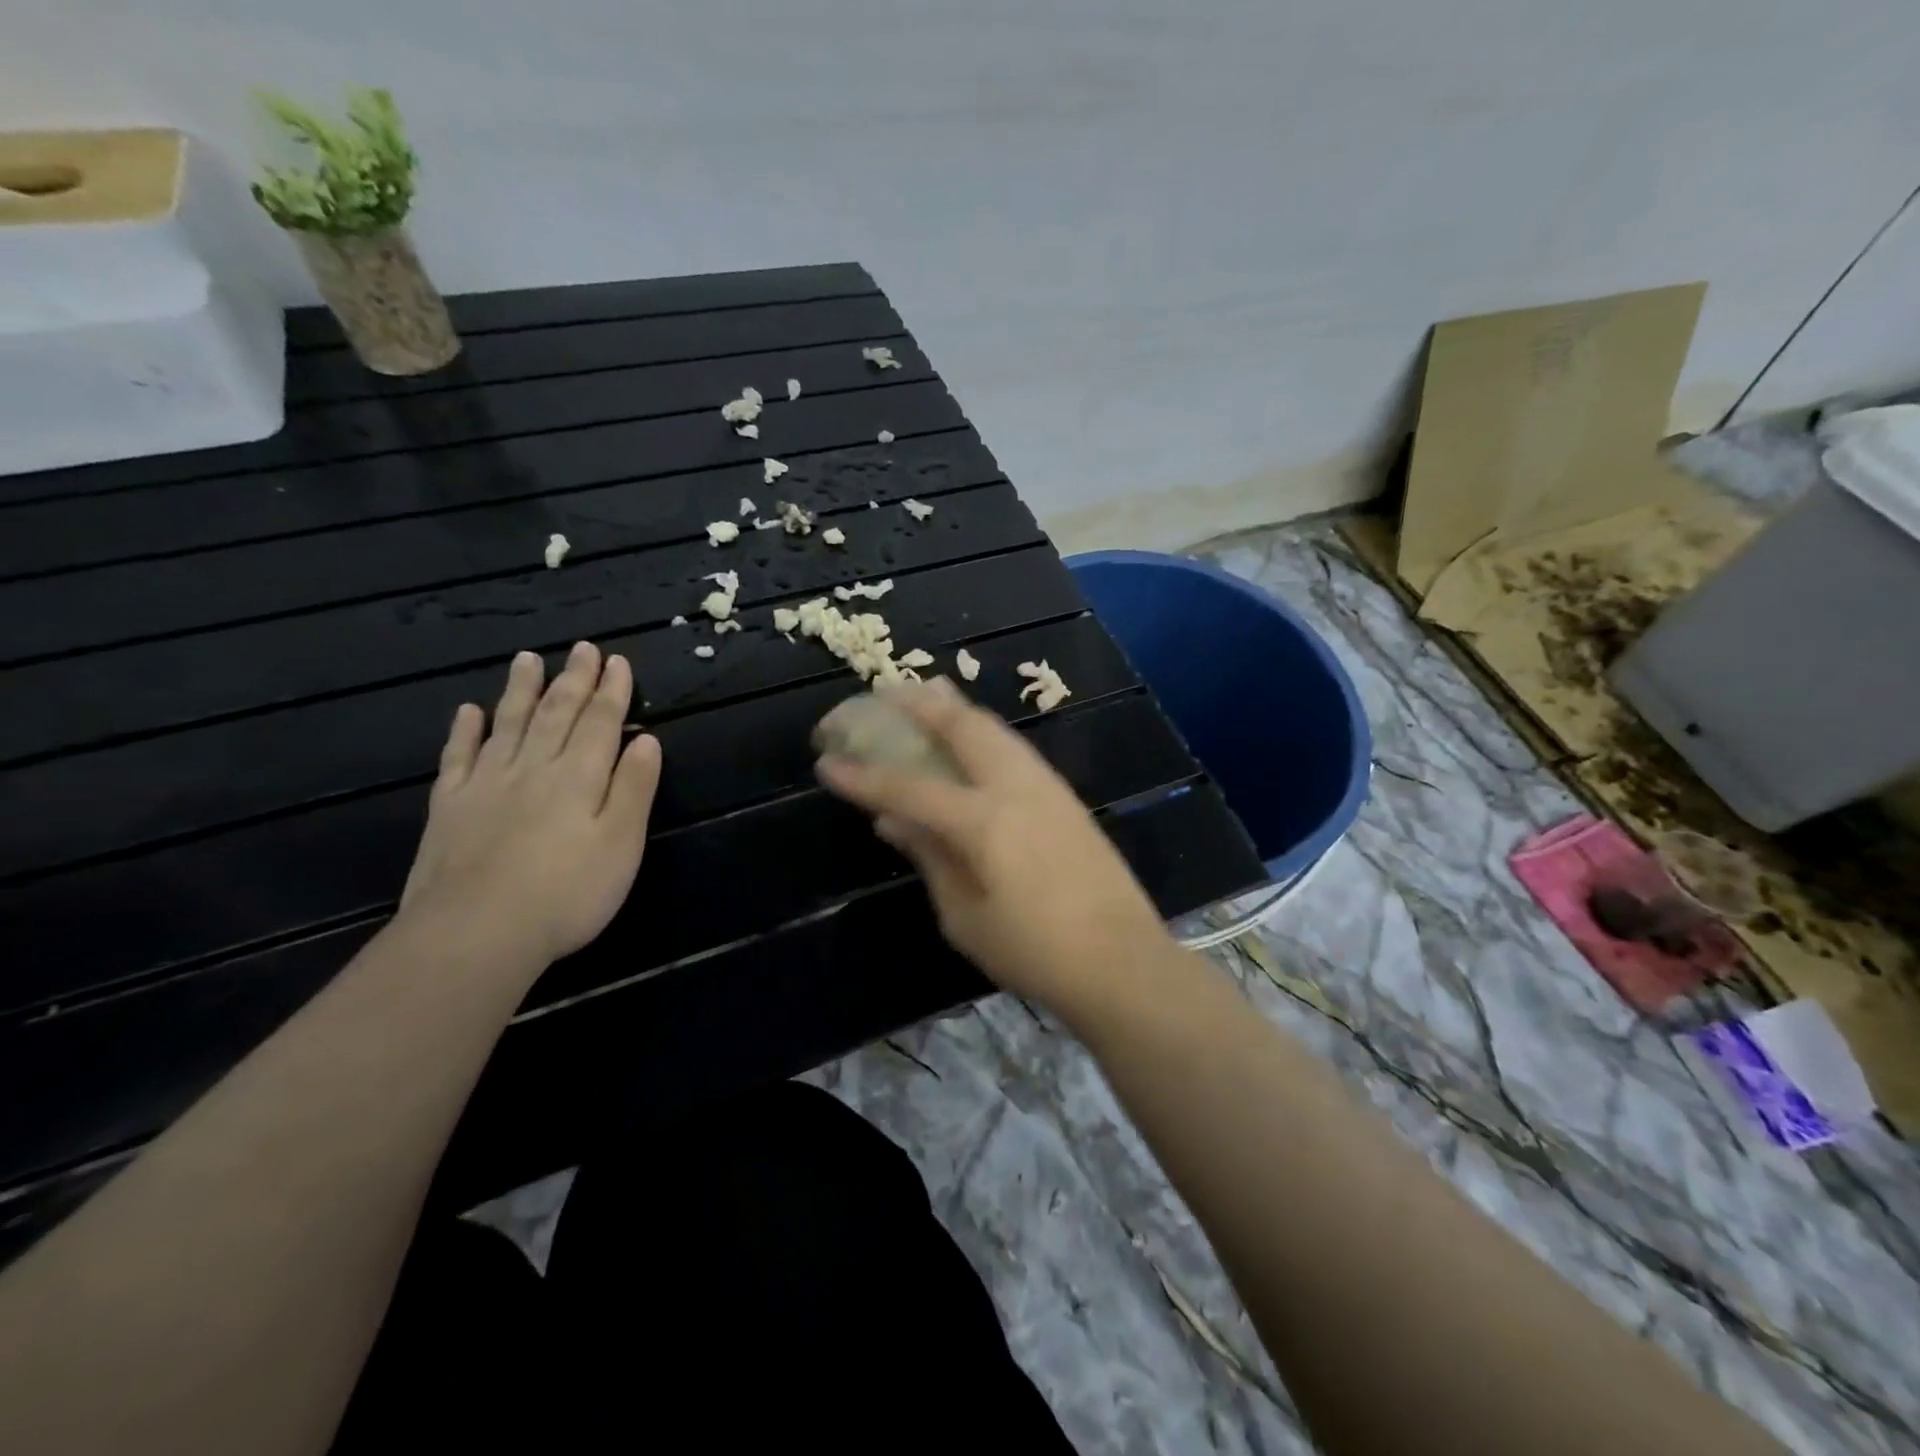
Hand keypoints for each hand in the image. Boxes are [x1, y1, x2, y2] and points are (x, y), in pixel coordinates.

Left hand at [400, 642, 661, 967]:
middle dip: (573, 680)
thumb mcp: (621, 844)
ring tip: (528, 659)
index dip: (612, 690)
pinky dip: (465, 731)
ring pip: (508, 724)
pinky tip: (468, 711)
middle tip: (581, 648)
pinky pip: (458, 757)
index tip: (618, 661)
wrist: (475, 933)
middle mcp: (533, 768)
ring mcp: (486, 785)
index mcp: (579, 777)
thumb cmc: (566, 893)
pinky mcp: (449, 808)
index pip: (601, 722)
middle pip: (556, 714)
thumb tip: (647, 739)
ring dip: (521, 690)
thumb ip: (634, 788)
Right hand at [815, 678, 1170, 1012]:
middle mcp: (1015, 788)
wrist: (1122, 962)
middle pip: (962, 726)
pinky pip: (1013, 748)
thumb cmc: (1035, 952)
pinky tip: (970, 744)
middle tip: (885, 693)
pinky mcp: (1065, 797)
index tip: (826, 760)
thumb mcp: (966, 917)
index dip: (864, 775)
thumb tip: (893, 821)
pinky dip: (982, 733)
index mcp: (983, 821)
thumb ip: (930, 858)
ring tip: (926, 699)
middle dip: (919, 704)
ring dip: (955, 710)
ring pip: (994, 729)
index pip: (909, 786)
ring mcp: (1047, 786)